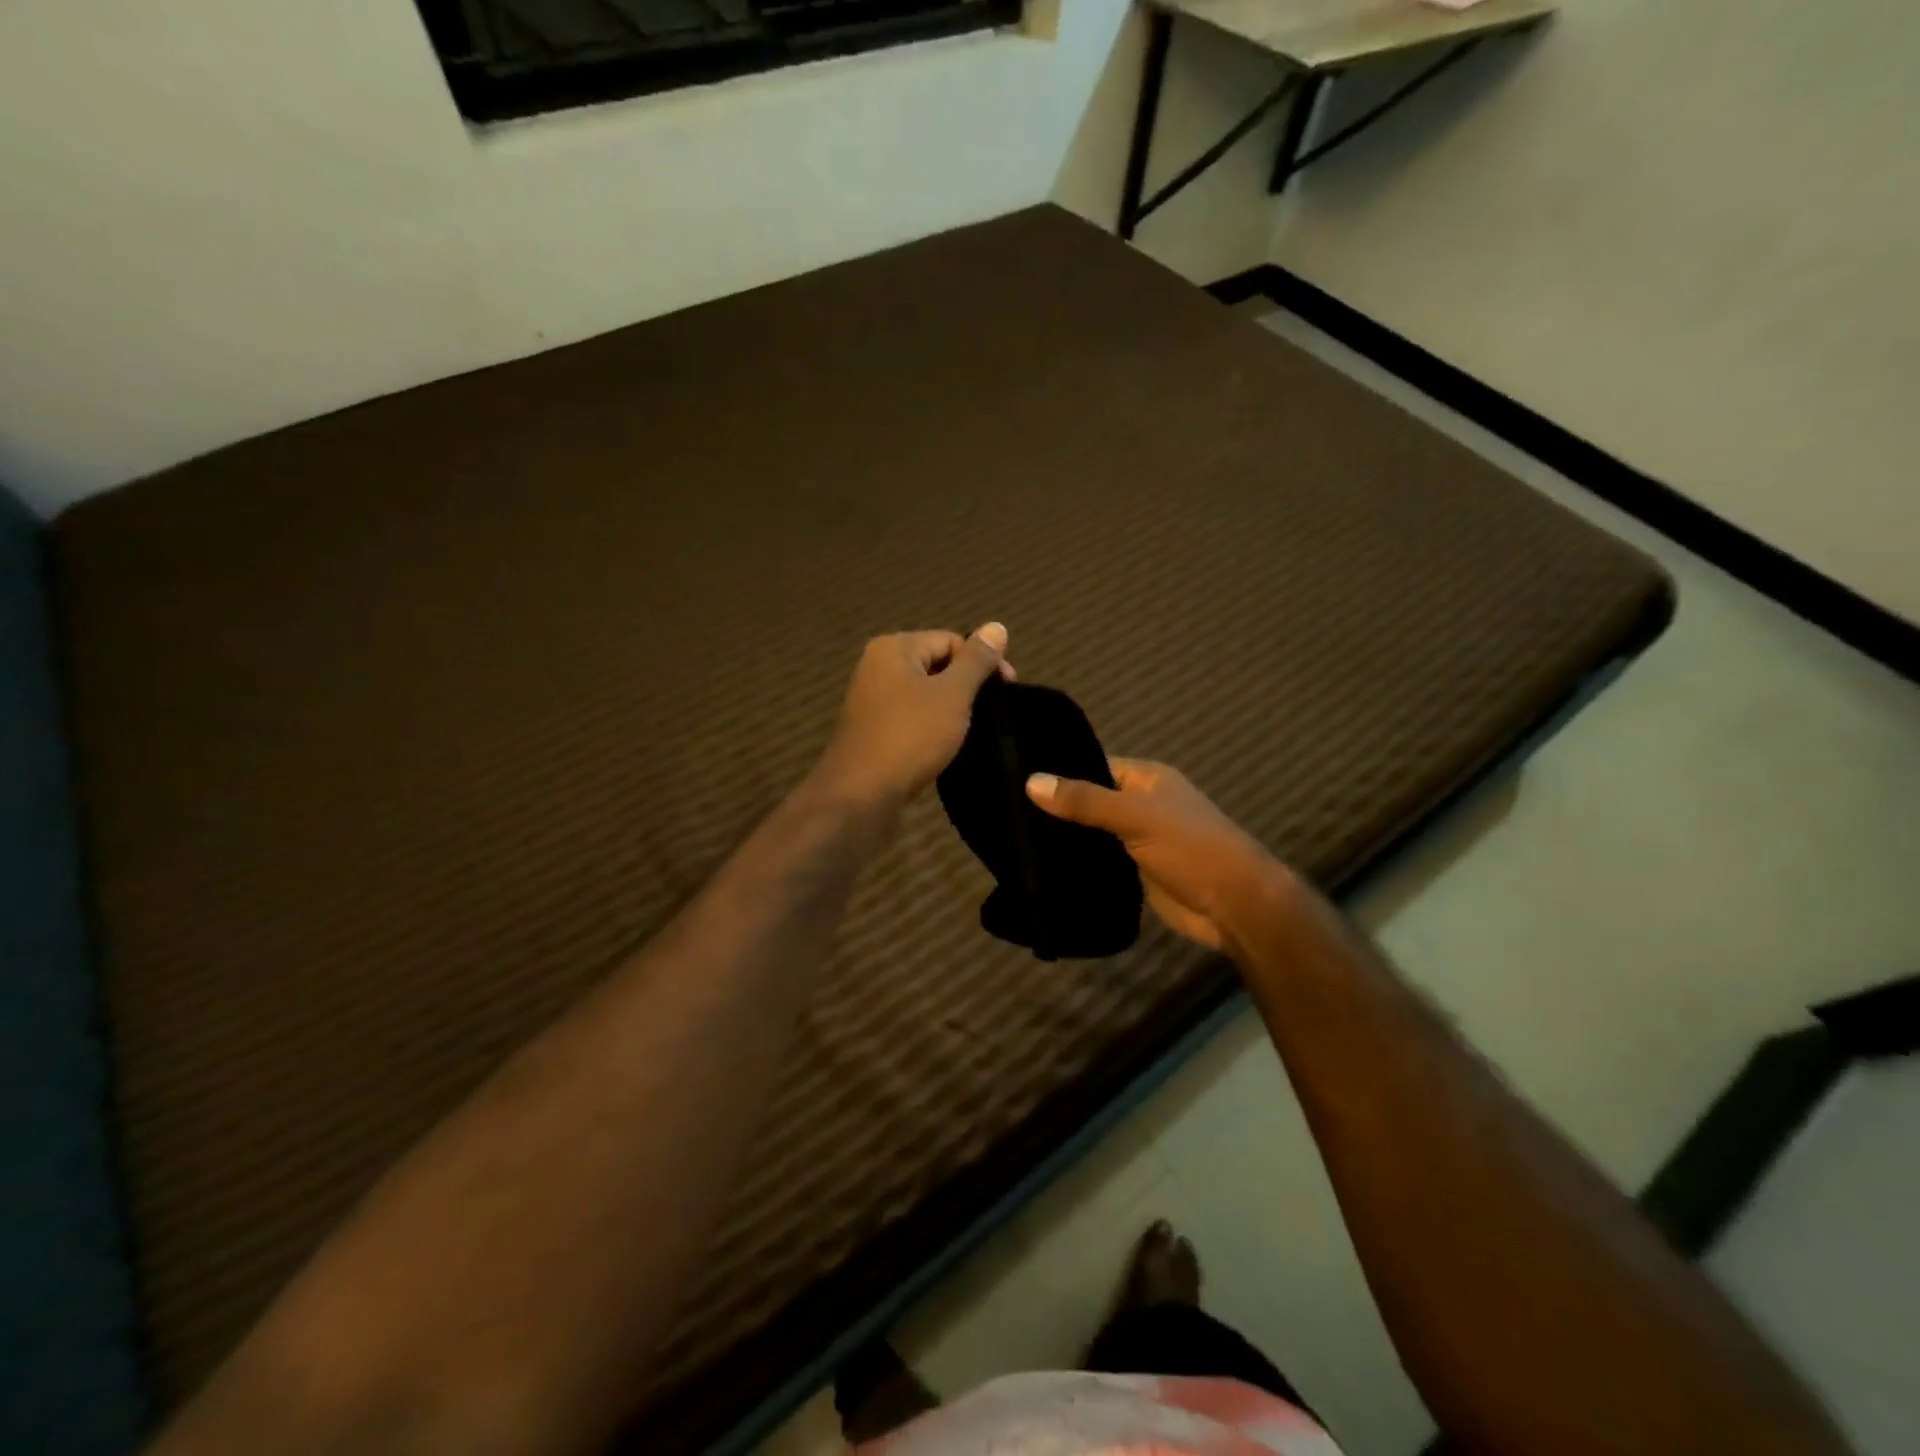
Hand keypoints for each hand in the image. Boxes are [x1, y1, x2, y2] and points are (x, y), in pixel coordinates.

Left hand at [818, 624, 1012, 807]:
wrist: (861, 792)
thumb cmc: (910, 736)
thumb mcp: (952, 695)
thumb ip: (976, 661)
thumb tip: (997, 626)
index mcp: (894, 647)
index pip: (951, 640)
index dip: (983, 662)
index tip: (1007, 691)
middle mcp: (878, 665)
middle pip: (937, 663)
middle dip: (967, 685)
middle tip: (991, 712)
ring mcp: (872, 698)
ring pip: (925, 692)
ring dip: (951, 707)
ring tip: (973, 728)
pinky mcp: (873, 727)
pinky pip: (912, 715)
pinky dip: (932, 724)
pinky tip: (947, 743)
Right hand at [1026, 759, 1288, 951]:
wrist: (1236, 906)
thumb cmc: (1192, 848)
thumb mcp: (1136, 817)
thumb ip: (1085, 800)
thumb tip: (1031, 781)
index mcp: (1146, 779)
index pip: (1093, 765)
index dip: (1059, 771)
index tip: (1014, 777)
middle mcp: (1141, 804)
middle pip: (1090, 800)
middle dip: (1056, 807)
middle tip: (1005, 812)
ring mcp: (1138, 839)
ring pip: (1092, 832)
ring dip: (1065, 838)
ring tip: (1012, 837)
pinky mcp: (1135, 872)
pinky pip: (1099, 860)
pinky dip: (1078, 863)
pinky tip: (1041, 867)